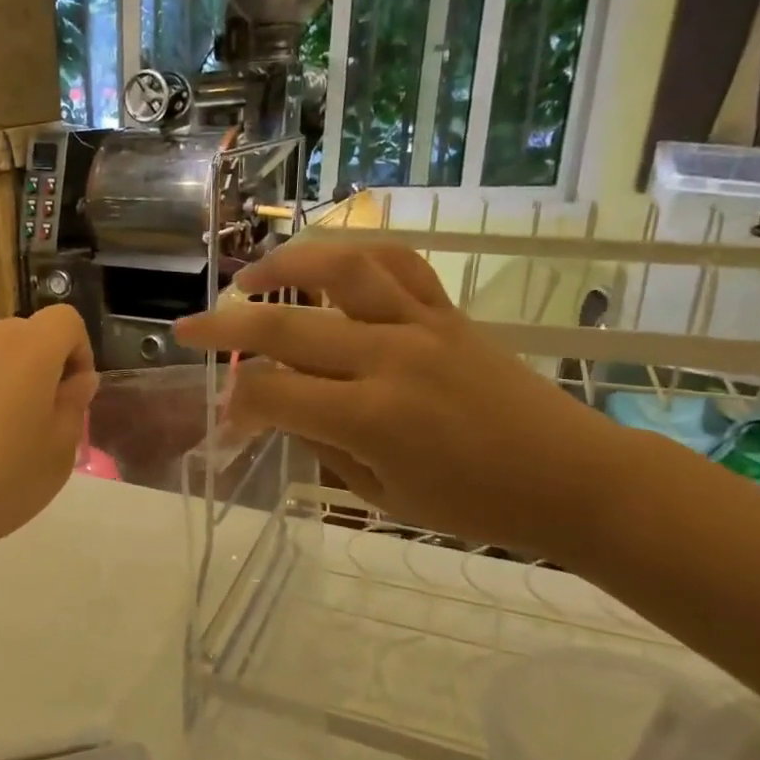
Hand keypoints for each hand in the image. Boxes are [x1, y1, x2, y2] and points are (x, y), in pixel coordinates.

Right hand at [173, 240, 627, 556]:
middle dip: (224, 325)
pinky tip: (326, 265)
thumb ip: (320, 443)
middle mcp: (389, 359)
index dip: (236, 403)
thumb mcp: (380, 495)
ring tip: (250, 275)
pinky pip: (396, 264)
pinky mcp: (447, 312)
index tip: (227, 416)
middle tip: (188, 328)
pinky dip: (352, 255)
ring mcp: (422, 325)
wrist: (571, 477)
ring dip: (285, 264)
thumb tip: (277, 406)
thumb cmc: (473, 504)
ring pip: (341, 268)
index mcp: (370, 418)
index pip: (272, 392)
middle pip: (287, 326)